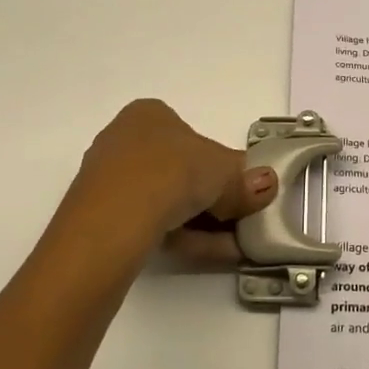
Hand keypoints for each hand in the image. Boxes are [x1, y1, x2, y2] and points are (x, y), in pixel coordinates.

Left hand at [66, 99, 277, 265]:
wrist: (113, 220)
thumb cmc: (172, 173)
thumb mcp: (223, 172)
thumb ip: (246, 180)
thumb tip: (268, 184)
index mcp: (149, 114)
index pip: (192, 136)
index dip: (220, 164)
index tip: (240, 191)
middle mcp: (124, 139)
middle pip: (180, 171)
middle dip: (213, 199)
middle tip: (240, 220)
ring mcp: (109, 180)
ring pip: (166, 201)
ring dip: (203, 223)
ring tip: (233, 246)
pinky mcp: (101, 216)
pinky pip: (150, 222)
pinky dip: (181, 235)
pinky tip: (209, 253)